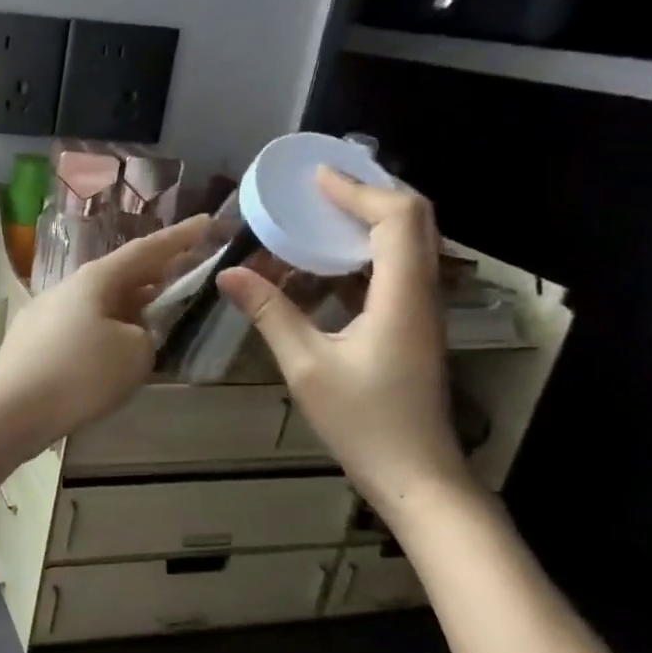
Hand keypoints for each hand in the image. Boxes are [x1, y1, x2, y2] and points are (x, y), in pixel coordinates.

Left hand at [0, 215, 211, 452]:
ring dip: (130, 304)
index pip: (146, 250)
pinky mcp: (34, 342)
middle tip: (187, 271)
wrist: (10, 410)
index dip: (180, 237)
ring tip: (157, 311)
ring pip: (99, 302)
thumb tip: (132, 333)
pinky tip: (116, 349)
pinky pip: (82, 326)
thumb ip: (146, 335)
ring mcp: (46, 313)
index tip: (206, 221)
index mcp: (95, 279)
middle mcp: (68, 288)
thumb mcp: (134, 353)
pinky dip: (107, 329)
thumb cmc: (79, 374)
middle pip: (120, 275)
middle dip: (154, 274)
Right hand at [217, 169, 470, 515]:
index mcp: (402, 296)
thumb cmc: (363, 422)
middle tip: (320, 184)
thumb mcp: (306, 366)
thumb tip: (229, 272)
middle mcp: (422, 293)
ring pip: (408, 244)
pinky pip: (394, 270)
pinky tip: (322, 264)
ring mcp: (421, 310)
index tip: (315, 177)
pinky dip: (362, 253)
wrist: (416, 475)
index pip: (397, 218)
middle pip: (414, 220)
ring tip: (319, 211)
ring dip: (368, 220)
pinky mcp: (411, 326)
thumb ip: (270, 312)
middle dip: (370, 193)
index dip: (359, 190)